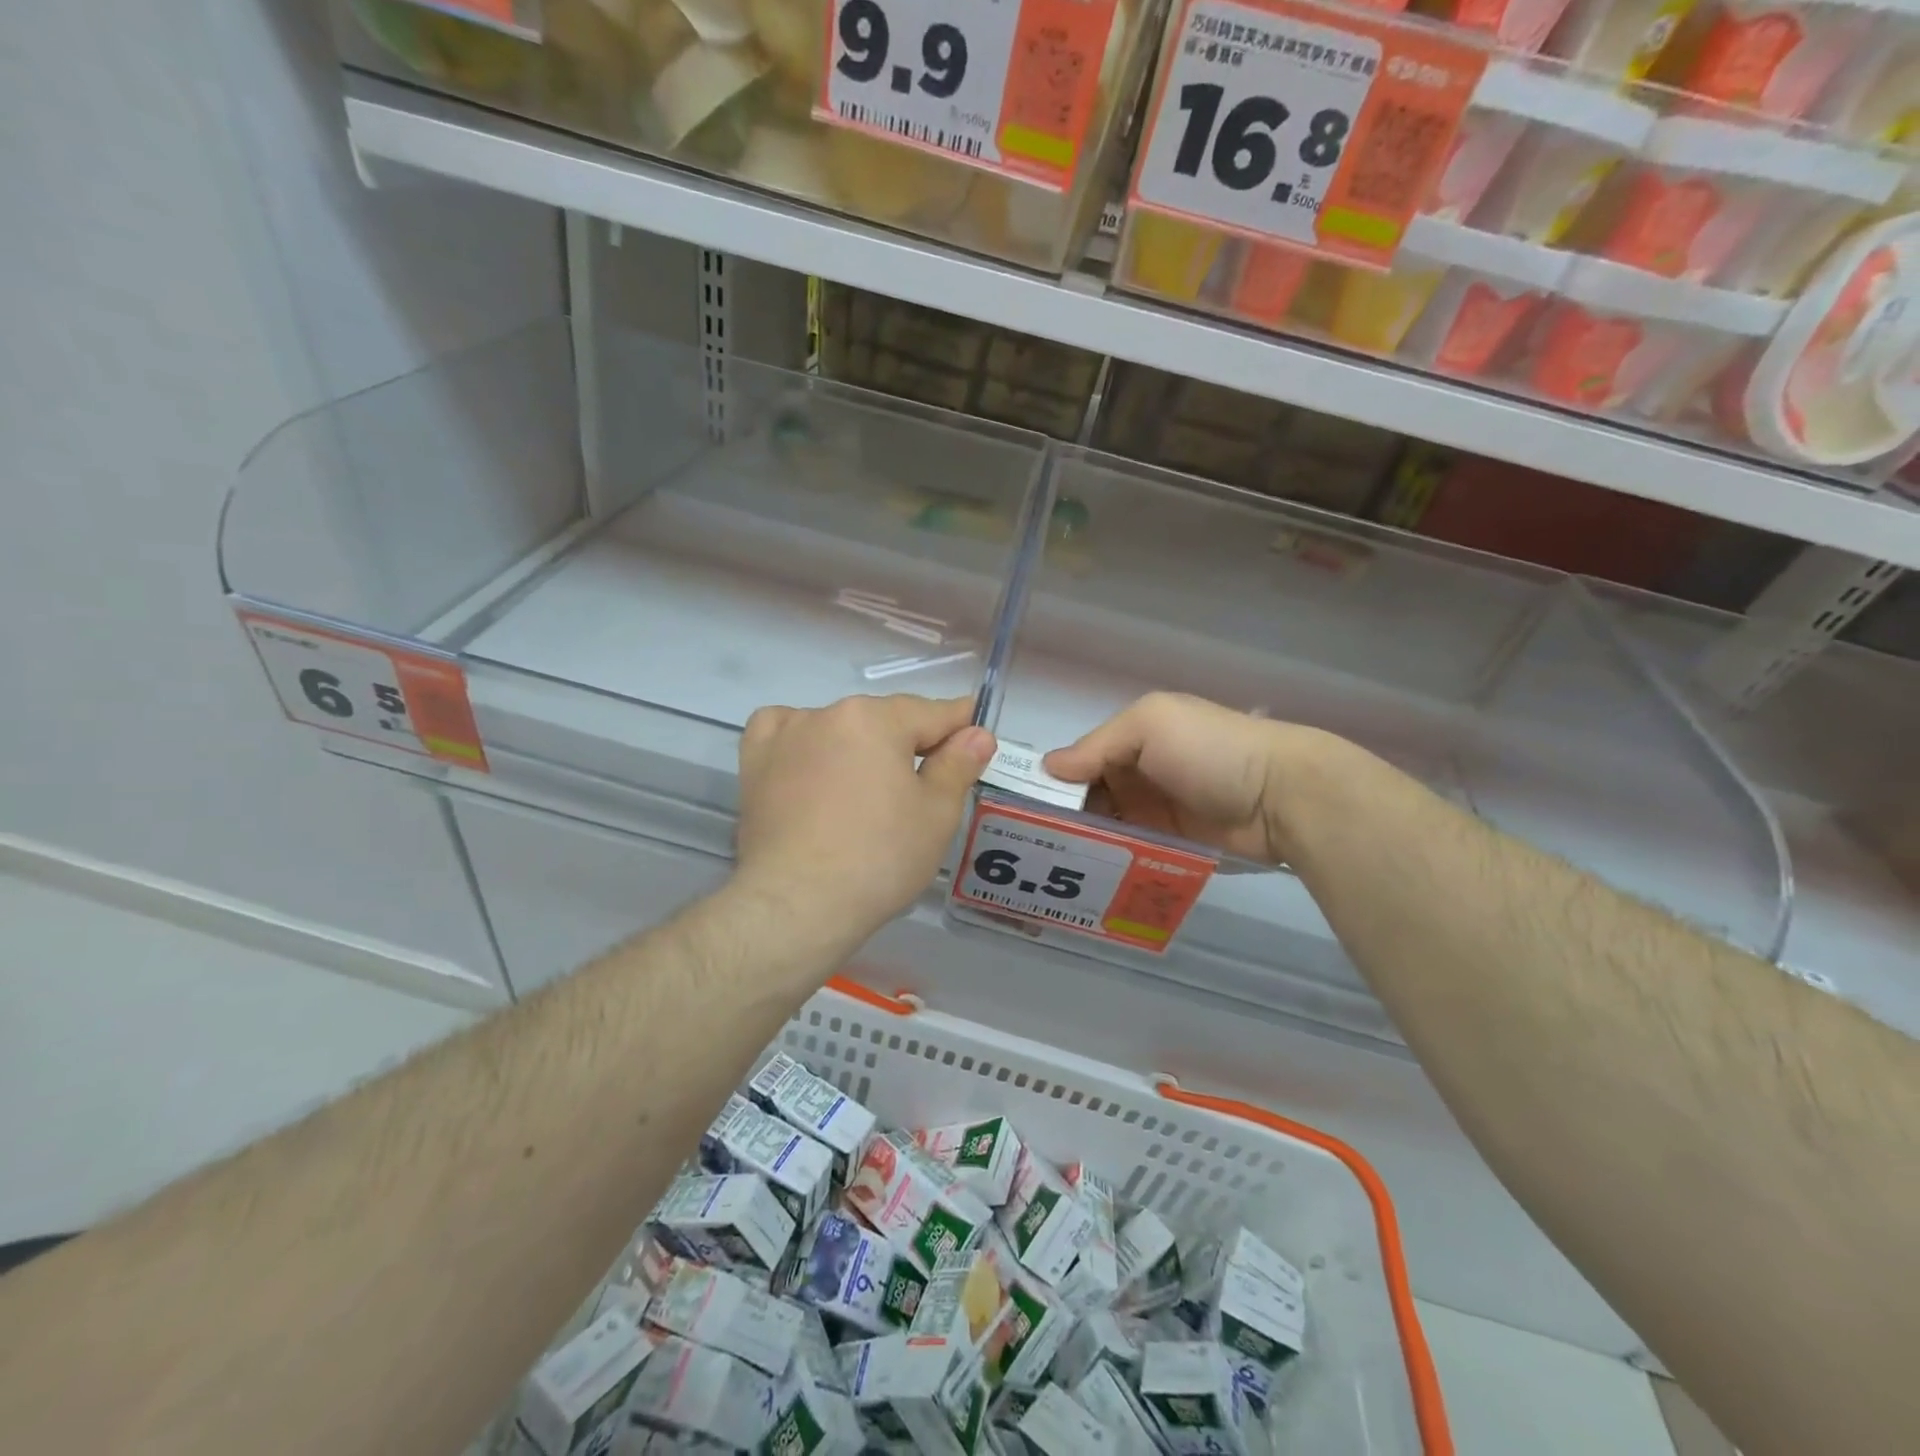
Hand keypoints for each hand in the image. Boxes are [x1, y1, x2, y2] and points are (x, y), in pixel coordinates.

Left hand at [734, 695, 994, 949]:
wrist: (797, 904)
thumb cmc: (879, 858)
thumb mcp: (936, 814)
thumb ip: (958, 764)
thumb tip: (977, 733)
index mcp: (877, 719)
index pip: (933, 713)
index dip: (961, 725)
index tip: (976, 738)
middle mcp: (829, 713)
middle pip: (885, 721)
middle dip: (909, 743)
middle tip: (925, 785)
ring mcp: (787, 735)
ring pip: (839, 728)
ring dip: (859, 746)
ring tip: (867, 789)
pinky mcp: (755, 762)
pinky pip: (785, 733)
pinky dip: (804, 741)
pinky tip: (812, 763)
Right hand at [1043, 692, 1317, 863]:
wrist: (1283, 797)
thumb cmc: (1211, 749)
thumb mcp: (1151, 725)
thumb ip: (1097, 745)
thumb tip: (1047, 768)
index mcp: (1132, 740)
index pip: (1079, 762)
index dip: (1053, 782)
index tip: (1021, 808)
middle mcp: (1138, 776)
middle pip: (1088, 800)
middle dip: (1061, 819)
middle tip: (1029, 847)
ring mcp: (1154, 815)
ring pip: (1105, 831)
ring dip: (1082, 844)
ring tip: (1047, 871)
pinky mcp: (1169, 848)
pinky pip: (1130, 855)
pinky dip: (1109, 864)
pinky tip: (1081, 881)